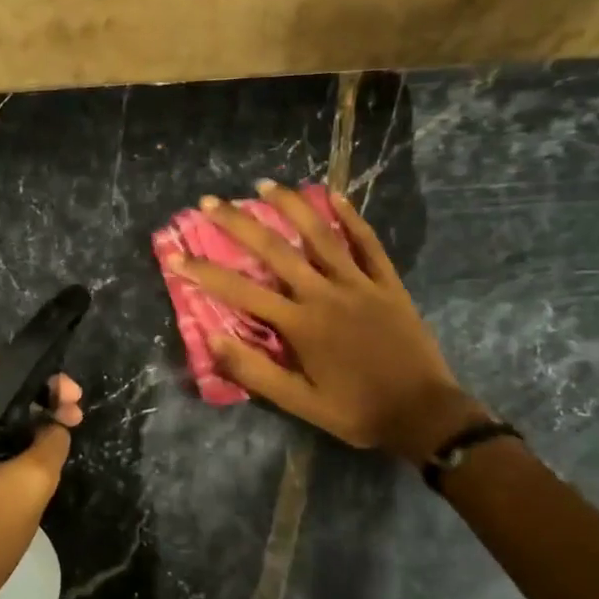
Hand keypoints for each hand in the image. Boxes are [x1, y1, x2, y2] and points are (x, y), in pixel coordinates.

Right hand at [170, 181, 483, 462]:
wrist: (422, 413)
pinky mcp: (388, 284)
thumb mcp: (299, 403)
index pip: (241, 292)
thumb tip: (213, 338)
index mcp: (300, 325)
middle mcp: (325, 294)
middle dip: (239, 224)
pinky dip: (352, 218)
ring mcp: (359, 284)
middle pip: (275, 250)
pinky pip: (368, 243)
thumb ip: (255, 371)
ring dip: (291, 207)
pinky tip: (336, 195)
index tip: (176, 256)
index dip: (205, 273)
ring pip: (321, 235)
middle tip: (211, 202)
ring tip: (265, 185)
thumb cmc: (355, 411)